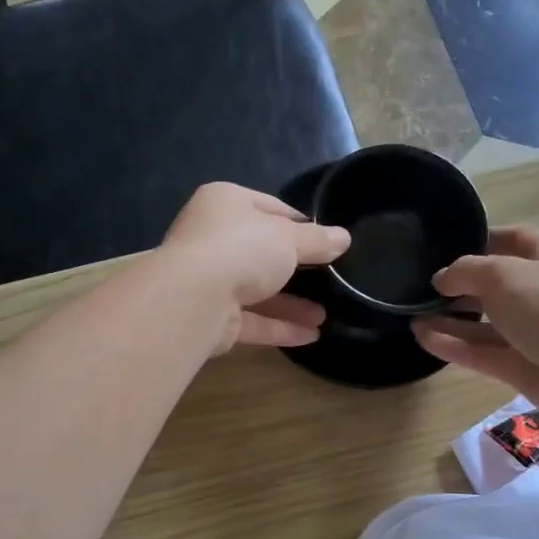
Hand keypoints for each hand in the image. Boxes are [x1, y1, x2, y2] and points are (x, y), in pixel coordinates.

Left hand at [159, 183, 350, 351]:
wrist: (193, 297)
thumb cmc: (242, 249)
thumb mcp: (289, 238)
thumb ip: (318, 240)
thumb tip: (344, 238)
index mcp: (226, 203)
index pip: (269, 208)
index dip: (300, 224)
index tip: (327, 241)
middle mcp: (213, 238)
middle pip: (262, 252)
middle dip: (297, 270)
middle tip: (328, 280)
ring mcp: (209, 280)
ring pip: (257, 291)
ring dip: (292, 304)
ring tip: (326, 316)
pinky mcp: (212, 317)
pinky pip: (252, 320)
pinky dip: (279, 327)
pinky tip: (311, 336)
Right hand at [413, 226, 538, 422]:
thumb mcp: (502, 275)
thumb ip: (466, 271)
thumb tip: (442, 279)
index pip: (512, 240)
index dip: (482, 239)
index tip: (446, 245)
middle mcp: (538, 293)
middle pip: (494, 284)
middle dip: (460, 284)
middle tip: (420, 285)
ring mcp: (529, 332)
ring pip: (483, 323)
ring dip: (449, 318)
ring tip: (411, 313)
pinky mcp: (518, 366)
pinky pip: (479, 352)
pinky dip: (452, 344)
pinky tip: (421, 336)